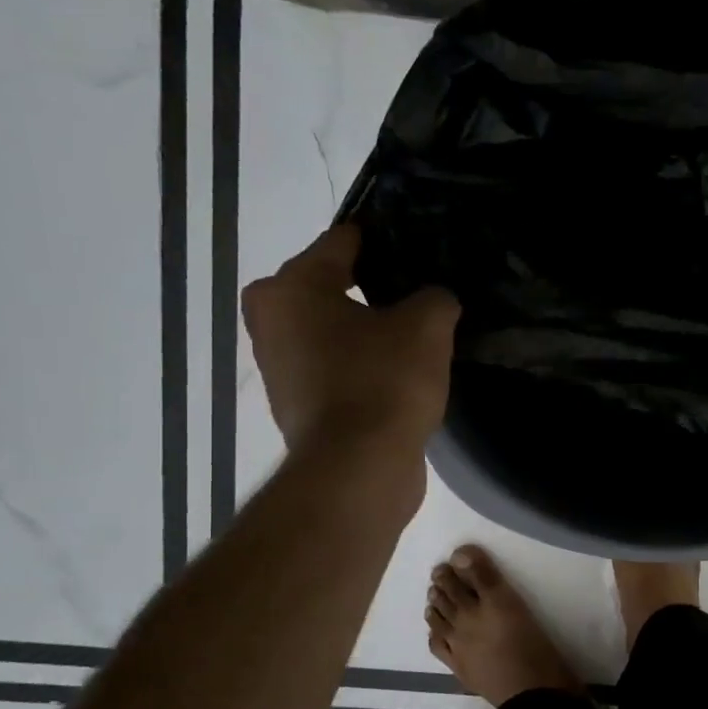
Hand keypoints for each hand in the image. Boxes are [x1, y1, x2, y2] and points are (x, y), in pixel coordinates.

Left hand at [241, 226, 459, 455]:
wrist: (358, 469)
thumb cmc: (384, 382)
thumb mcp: (427, 326)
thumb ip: (435, 297)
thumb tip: (435, 300)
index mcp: (292, 286)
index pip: (342, 241)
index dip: (384, 239)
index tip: (417, 243)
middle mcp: (271, 320)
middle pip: (330, 285)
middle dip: (372, 286)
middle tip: (417, 292)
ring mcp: (279, 367)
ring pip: (331, 329)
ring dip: (365, 329)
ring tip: (413, 332)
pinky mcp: (296, 404)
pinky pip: (334, 367)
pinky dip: (360, 365)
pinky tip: (398, 372)